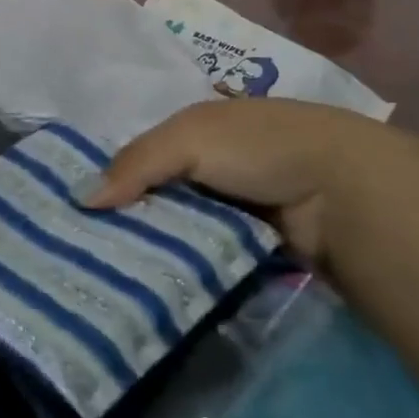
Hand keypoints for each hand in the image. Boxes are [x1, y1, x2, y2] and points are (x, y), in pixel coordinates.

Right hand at [86, 99, 388, 262]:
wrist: (341, 190)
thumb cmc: (259, 147)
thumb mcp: (189, 137)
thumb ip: (136, 162)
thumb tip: (80, 199)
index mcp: (202, 126)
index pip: (147, 152)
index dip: (115, 175)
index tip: (77, 211)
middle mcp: (217, 163)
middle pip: (163, 193)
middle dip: (132, 218)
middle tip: (85, 257)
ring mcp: (238, 207)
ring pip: (183, 230)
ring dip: (159, 250)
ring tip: (110, 283)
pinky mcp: (255, 247)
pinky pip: (209, 258)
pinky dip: (188, 270)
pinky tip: (156, 291)